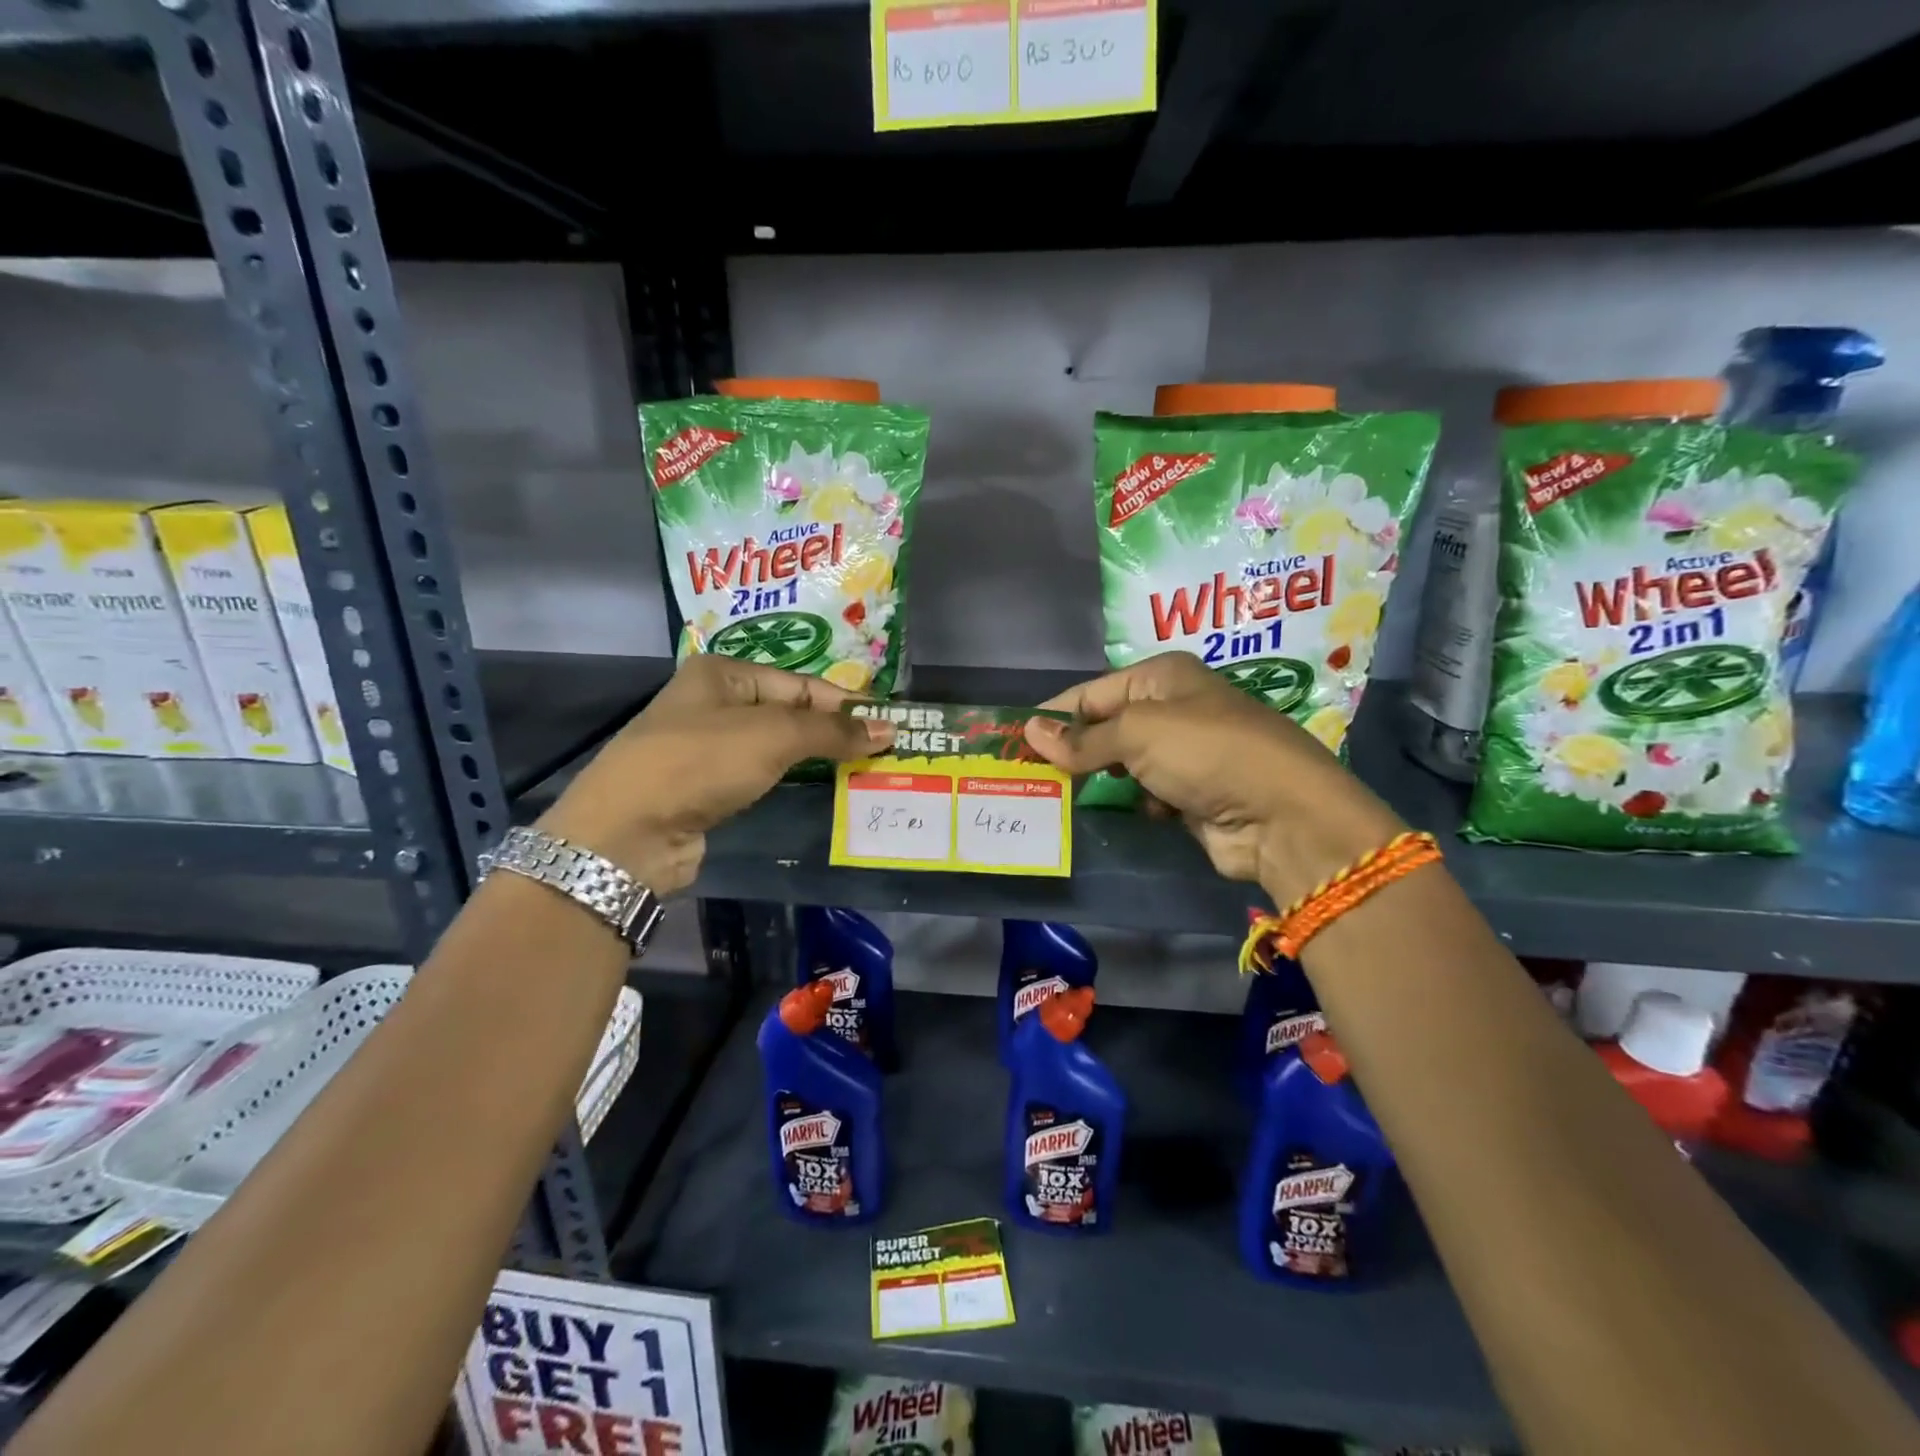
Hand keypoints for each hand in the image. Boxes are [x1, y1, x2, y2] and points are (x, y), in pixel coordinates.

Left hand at [537, 655, 893, 894]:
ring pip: (776, 746)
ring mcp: (707, 746)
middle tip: (882, 750)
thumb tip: (889, 729)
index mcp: (723, 673)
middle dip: (833, 731)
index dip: (846, 704)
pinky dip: (792, 779)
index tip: (889, 725)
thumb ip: (832, 730)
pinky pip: (762, 774)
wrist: (627, 833)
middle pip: (790, 712)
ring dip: (816, 757)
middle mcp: (713, 703)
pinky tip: (821, 788)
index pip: (801, 683)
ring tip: (863, 770)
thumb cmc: (701, 763)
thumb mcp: (773, 736)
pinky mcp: (707, 786)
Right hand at [1023, 652, 1405, 906]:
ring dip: (1102, 778)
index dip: (1054, 715)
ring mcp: (1185, 753)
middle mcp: (1173, 708)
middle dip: (1074, 750)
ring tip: (1062, 797)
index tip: (1014, 740)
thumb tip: (1030, 732)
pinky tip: (1128, 811)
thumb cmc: (1205, 752)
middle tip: (1030, 774)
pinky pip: (1145, 793)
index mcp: (1162, 677)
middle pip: (1107, 727)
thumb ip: (1082, 738)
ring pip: (1124, 763)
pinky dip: (1134, 801)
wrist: (1282, 815)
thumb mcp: (1137, 734)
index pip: (1092, 692)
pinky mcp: (1192, 793)